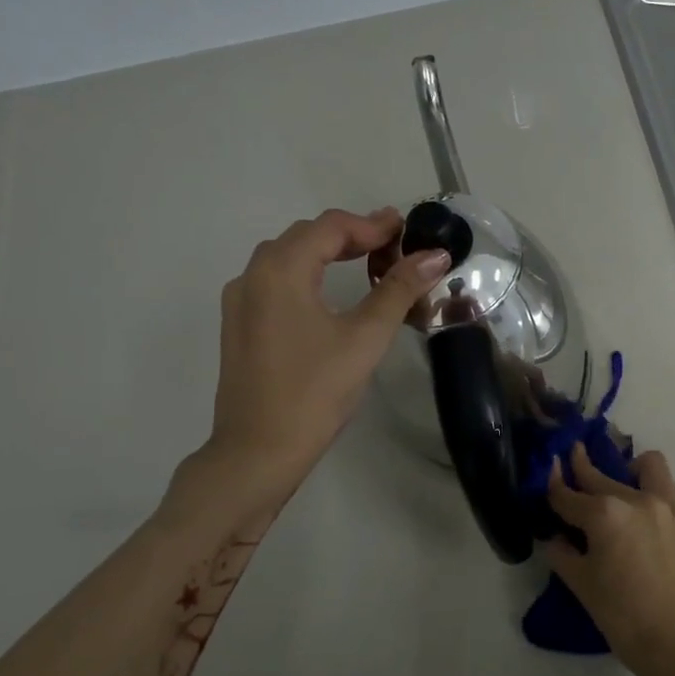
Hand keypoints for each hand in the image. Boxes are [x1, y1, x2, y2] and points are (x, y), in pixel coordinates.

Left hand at [166, 208, 449, 525]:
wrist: (258, 451)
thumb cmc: (315, 391)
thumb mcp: (365, 338)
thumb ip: (399, 290)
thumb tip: (435, 255)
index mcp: (281, 270)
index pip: (330, 227)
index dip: (372, 224)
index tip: (407, 229)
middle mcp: (253, 276)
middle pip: (305, 236)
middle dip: (351, 234)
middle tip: (393, 246)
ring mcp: (240, 302)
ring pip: (287, 257)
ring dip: (327, 252)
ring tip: (367, 263)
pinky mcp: (239, 326)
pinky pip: (275, 281)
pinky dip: (307, 273)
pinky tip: (329, 294)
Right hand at [545, 444, 674, 675]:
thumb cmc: (622, 615)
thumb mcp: (581, 584)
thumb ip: (562, 552)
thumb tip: (557, 536)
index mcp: (604, 514)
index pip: (569, 495)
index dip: (554, 485)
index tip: (549, 469)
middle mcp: (635, 499)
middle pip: (600, 476)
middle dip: (582, 466)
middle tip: (573, 455)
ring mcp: (666, 505)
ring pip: (646, 466)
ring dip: (628, 468)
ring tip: (621, 482)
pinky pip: (666, 487)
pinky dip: (651, 487)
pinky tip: (642, 508)